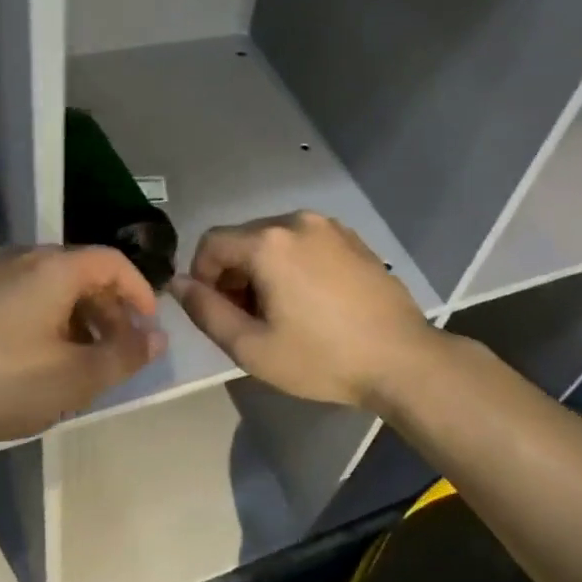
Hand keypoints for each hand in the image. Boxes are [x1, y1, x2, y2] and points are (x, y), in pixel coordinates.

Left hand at [0, 245, 165, 445]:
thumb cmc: (0, 379)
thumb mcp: (74, 377)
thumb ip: (124, 355)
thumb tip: (157, 337)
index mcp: (55, 268)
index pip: (114, 262)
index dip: (140, 292)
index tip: (148, 329)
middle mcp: (24, 258)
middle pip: (83, 273)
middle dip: (110, 311)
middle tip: (117, 352)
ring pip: (52, 287)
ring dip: (78, 318)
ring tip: (80, 362)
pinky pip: (24, 296)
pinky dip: (47, 320)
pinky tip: (37, 360)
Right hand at [171, 211, 443, 409]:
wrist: (402, 359)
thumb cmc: (321, 358)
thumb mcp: (252, 347)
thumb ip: (205, 311)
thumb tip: (178, 284)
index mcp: (268, 242)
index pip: (211, 243)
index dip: (201, 276)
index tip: (217, 312)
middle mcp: (297, 221)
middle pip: (244, 239)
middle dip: (233, 274)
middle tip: (247, 319)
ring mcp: (330, 227)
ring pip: (275, 240)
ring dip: (263, 269)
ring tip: (280, 312)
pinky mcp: (354, 239)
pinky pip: (306, 243)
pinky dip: (294, 264)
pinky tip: (312, 301)